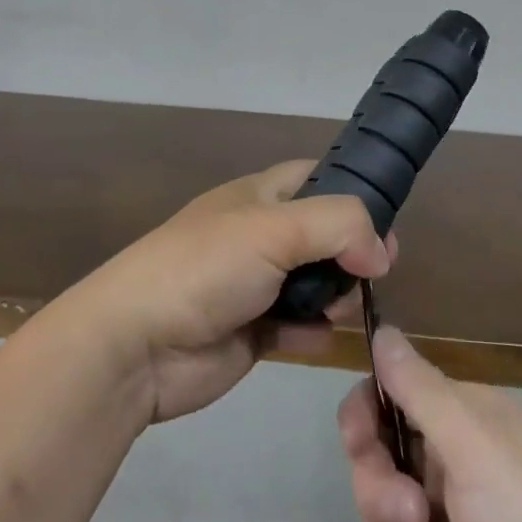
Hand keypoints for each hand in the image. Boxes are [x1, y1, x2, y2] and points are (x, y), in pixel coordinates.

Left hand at [67, 161, 394, 423]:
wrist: (136, 345)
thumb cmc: (206, 268)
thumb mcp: (274, 228)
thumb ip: (339, 226)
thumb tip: (380, 253)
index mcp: (259, 196)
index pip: (315, 176)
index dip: (353, 190)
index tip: (385, 220)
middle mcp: (259, 234)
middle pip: (322, 232)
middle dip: (353, 249)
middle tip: (376, 271)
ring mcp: (255, 284)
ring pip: (314, 281)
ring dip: (336, 294)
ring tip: (341, 307)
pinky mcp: (251, 331)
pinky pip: (297, 325)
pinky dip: (312, 331)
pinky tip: (317, 338)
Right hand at [340, 327, 521, 521]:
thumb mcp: (474, 444)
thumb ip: (420, 388)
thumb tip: (382, 327)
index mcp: (463, 418)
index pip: (393, 396)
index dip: (366, 415)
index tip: (359, 443)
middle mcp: (454, 460)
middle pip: (379, 458)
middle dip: (381, 491)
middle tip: (414, 518)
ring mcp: (452, 520)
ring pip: (384, 516)